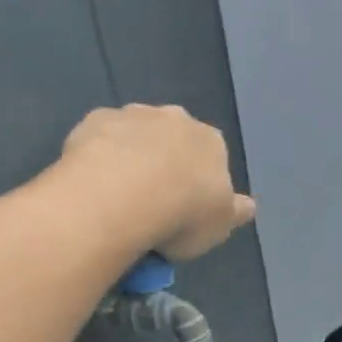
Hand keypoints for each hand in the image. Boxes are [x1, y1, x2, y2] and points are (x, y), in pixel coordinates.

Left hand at [60, 103, 255, 259]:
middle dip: (164, 160)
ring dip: (129, 155)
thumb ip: (233, 212)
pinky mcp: (95, 120)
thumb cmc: (182, 215)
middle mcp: (175, 118)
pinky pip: (100, 138)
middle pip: (173, 138)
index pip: (212, 156)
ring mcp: (133, 115)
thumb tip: (248, 206)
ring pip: (135, 133)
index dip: (199, 180)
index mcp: (211, 142)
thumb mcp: (219, 225)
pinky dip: (98, 155)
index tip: (186, 206)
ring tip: (118, 194)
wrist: (123, 196)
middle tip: (151, 199)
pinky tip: (92, 182)